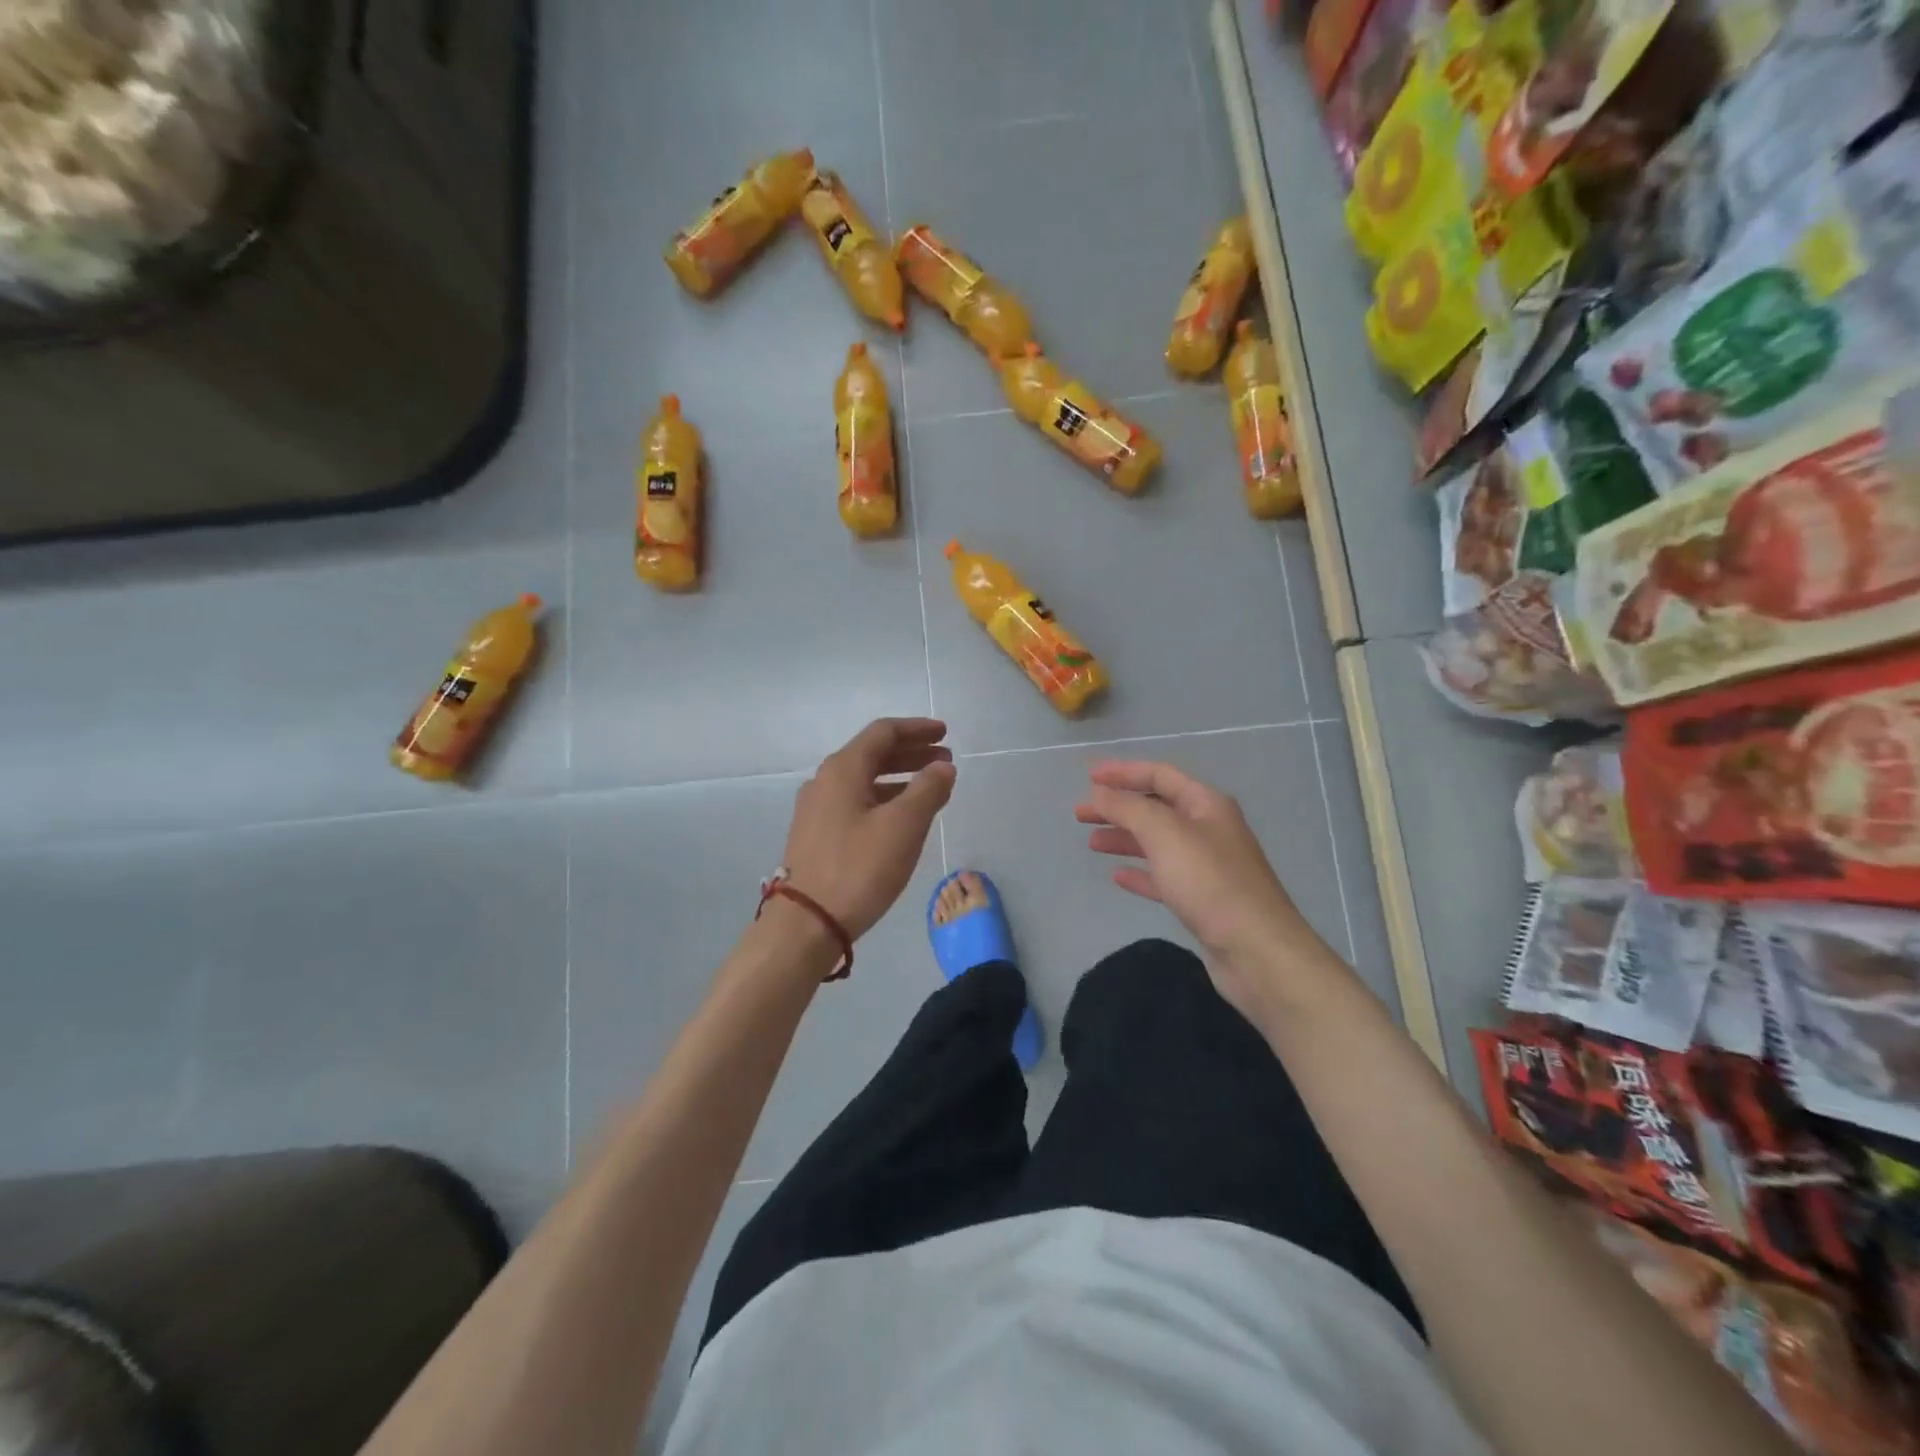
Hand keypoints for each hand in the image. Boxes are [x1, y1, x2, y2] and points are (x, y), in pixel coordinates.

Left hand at [782, 718, 955, 940]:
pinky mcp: (817, 834)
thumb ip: (928, 790)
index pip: (883, 733)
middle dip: (912, 754)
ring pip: (865, 780)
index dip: (917, 729)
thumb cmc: (858, 868)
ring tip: (932, 789)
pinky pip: (856, 802)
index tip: (945, 734)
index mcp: (843, 769)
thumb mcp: (903, 826)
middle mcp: (825, 781)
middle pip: (873, 754)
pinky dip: (884, 799)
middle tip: (945, 761)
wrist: (806, 923)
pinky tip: (902, 818)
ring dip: (900, 778)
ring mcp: (817, 809)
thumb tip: (943, 767)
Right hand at [1075, 760, 1341, 1020]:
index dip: (1123, 772)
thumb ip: (1128, 808)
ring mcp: (1208, 866)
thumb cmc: (1209, 882)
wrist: (1256, 950)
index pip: (1159, 776)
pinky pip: (1164, 877)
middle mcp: (1209, 829)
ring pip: (1158, 842)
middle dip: (1118, 807)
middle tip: (1081, 813)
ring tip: (1092, 842)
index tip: (1088, 778)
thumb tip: (1100, 792)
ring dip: (1125, 838)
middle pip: (1156, 808)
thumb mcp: (1164, 833)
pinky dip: (1140, 872)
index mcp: (1206, 804)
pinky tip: (1118, 876)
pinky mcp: (1203, 900)